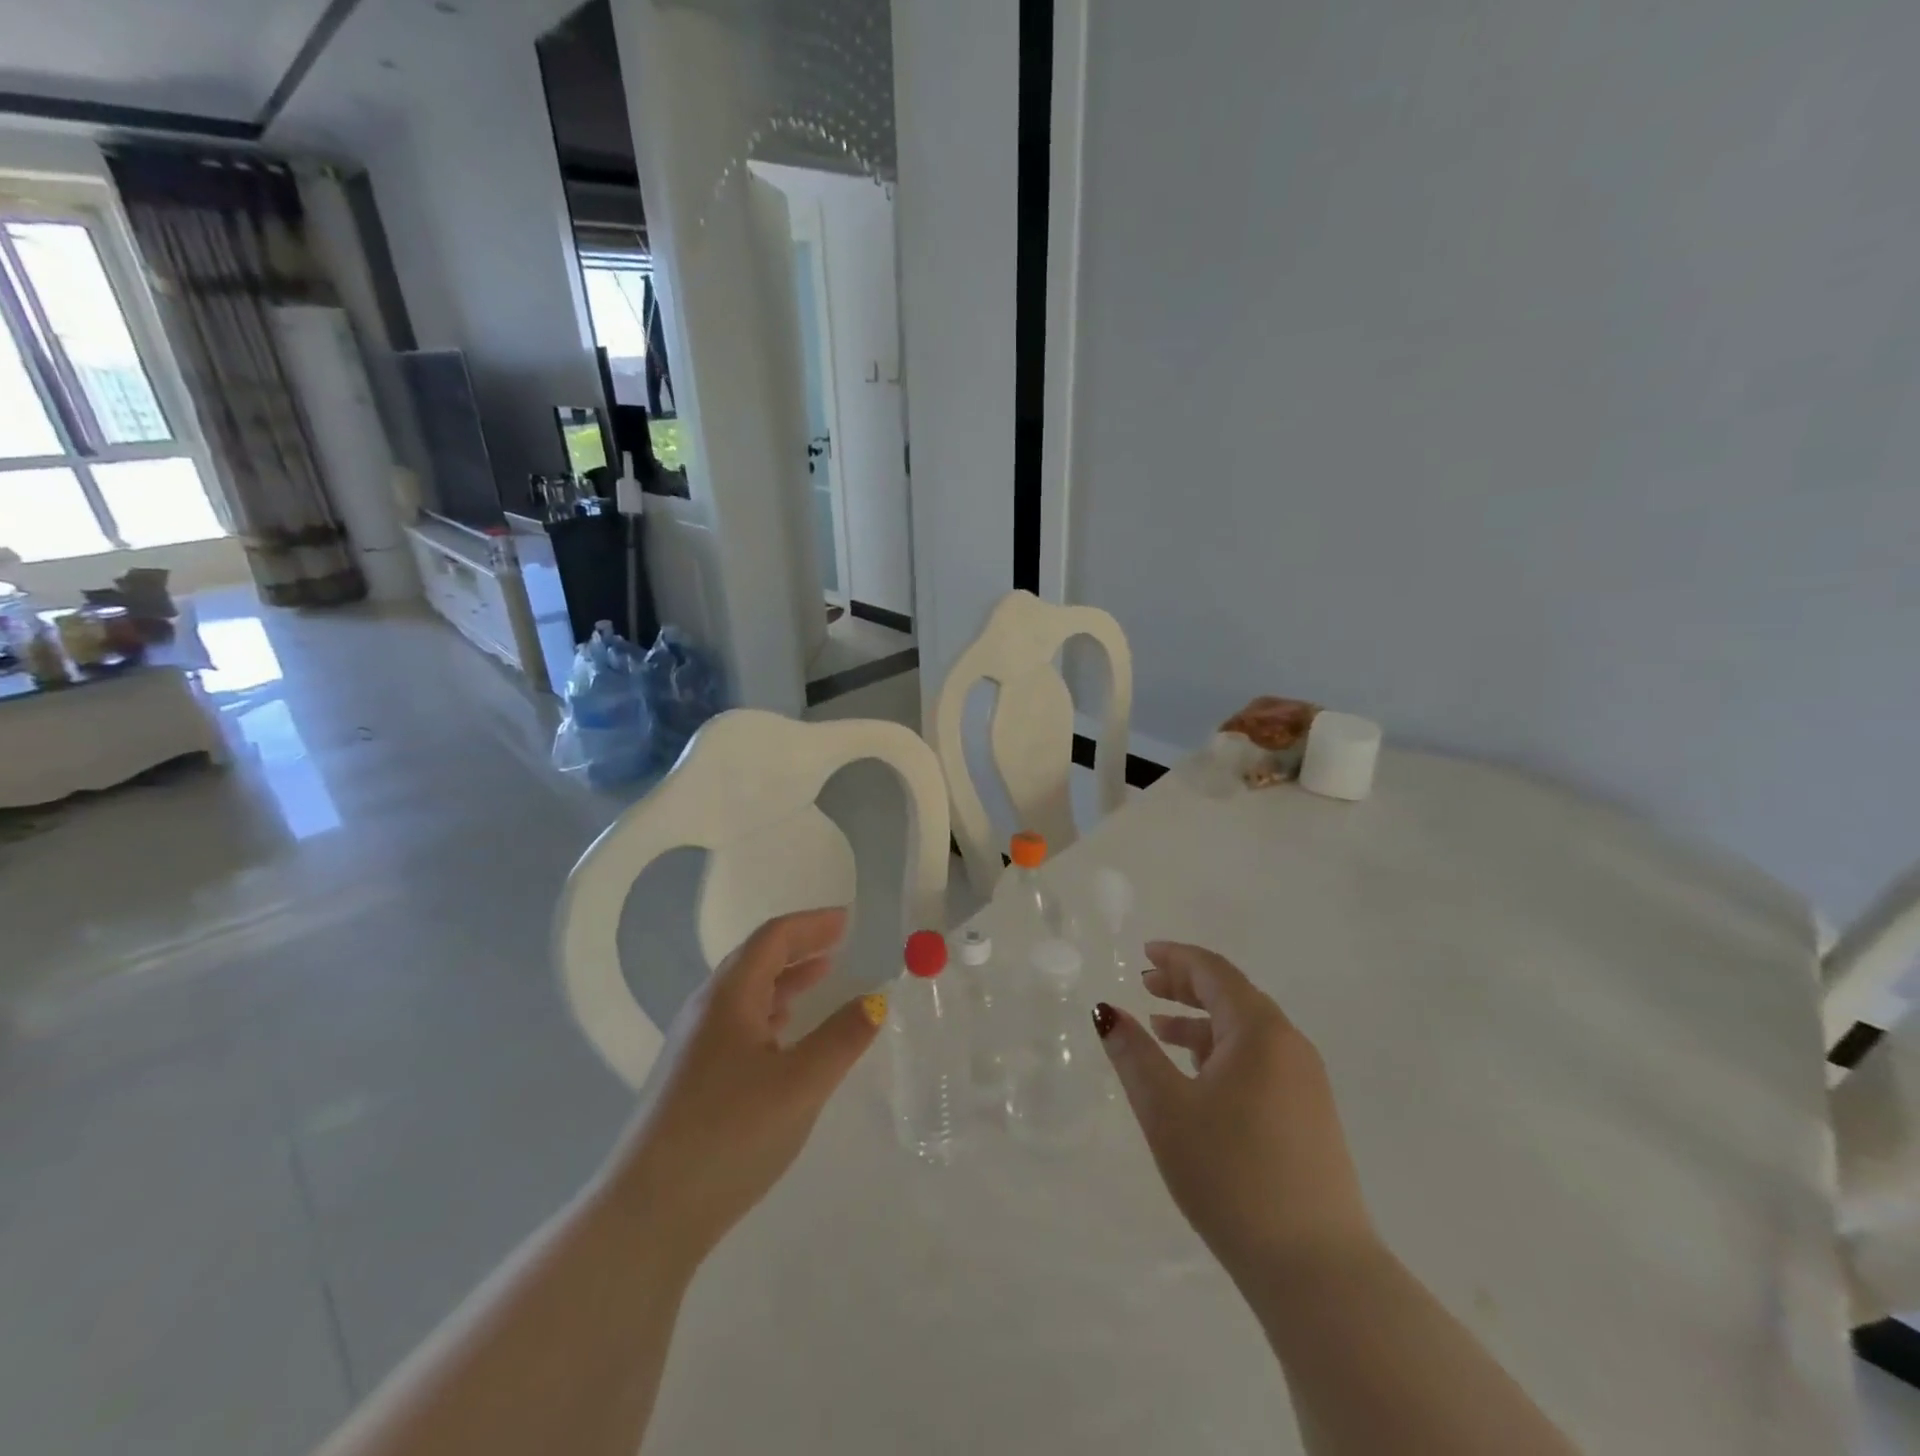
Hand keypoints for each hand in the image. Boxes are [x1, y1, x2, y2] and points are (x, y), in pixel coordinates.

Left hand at [600, 907, 884, 1267]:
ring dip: (785, 979)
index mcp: (729, 997)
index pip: (773, 939)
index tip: (848, 919)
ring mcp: (693, 1045)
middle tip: (839, 944)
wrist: (648, 1213)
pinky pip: (737, 1023)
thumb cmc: (730, 1135)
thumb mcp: (801, 1083)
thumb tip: (877, 999)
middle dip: (799, 946)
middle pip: (756, 960)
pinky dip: (769, 1012)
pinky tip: (784, 1034)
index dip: (812, 924)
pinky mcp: (690, 1078)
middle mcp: (706, 1010)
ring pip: (745, 993)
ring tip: (820, 978)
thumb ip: (843, 1037)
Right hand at [1093, 941, 1375, 1283]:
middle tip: (1145, 987)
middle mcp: (1290, 1046)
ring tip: (1160, 1030)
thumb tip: (1106, 1010)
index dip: (1176, 958)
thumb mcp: (1166, 1109)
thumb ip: (1133, 1053)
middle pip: (1233, 996)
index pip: (1215, 972)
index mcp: (1260, 1031)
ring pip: (1246, 1032)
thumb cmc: (1231, 1174)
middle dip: (1186, 987)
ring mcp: (1307, 1083)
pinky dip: (1223, 1053)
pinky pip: (1260, 1062)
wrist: (1316, 1269)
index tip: (1144, 953)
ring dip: (1201, 1022)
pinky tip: (1198, 1078)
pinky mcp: (1311, 1117)